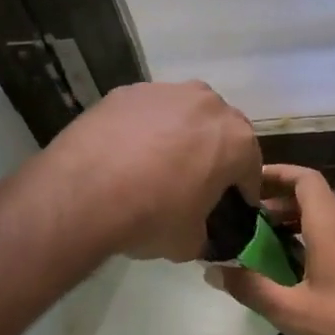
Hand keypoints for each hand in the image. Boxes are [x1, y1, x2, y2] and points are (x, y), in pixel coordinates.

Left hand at [37, 81, 261, 261]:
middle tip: (194, 186)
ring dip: (180, 138)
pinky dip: (144, 131)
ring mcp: (165, 91)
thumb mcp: (190, 243)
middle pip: (220, 133)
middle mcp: (208, 104)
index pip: (250, 170)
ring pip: (184, 116)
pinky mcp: (126, 91)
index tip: (229, 211)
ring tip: (156, 169)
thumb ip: (206, 234)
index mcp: (236, 140)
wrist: (84, 194)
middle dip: (213, 157)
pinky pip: (147, 114)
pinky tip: (126, 157)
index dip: (241, 194)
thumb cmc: (152, 217)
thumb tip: (199, 233)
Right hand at [214, 164, 334, 334]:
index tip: (247, 182)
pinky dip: (315, 237)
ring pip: (327, 216)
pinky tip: (300, 267)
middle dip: (279, 202)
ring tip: (267, 243)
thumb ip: (251, 288)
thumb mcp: (292, 310)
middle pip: (313, 195)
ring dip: (297, 221)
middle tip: (247, 221)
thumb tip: (215, 272)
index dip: (274, 174)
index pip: (303, 178)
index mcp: (330, 223)